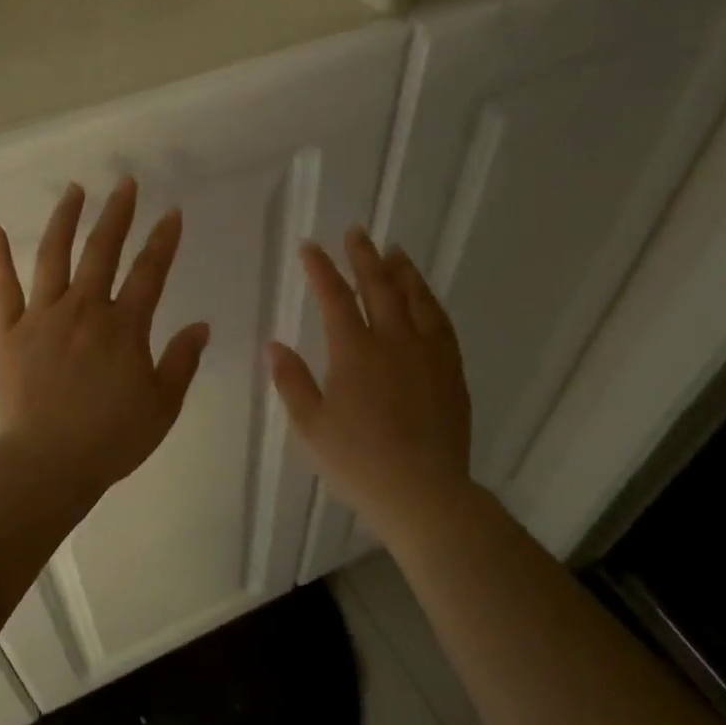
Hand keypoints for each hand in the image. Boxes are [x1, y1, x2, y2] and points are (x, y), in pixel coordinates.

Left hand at [0, 177, 210, 495]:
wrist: (45, 464)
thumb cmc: (110, 439)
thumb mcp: (161, 406)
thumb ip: (181, 362)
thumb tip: (200, 326)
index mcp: (124, 328)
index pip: (150, 273)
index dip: (163, 241)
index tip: (172, 213)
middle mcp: (84, 310)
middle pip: (102, 252)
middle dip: (117, 214)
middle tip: (125, 183)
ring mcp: (42, 317)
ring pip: (54, 257)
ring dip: (65, 220)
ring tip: (74, 190)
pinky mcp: (9, 333)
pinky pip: (4, 288)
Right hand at [269, 227, 472, 537]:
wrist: (422, 492)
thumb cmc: (357, 462)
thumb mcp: (310, 426)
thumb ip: (291, 381)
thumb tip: (274, 345)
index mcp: (355, 352)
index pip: (335, 298)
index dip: (321, 269)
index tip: (310, 247)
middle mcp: (394, 342)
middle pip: (380, 286)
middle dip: (364, 256)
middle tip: (356, 232)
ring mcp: (428, 354)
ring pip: (417, 299)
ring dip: (403, 271)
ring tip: (394, 251)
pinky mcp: (451, 371)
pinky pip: (442, 323)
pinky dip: (430, 302)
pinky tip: (426, 298)